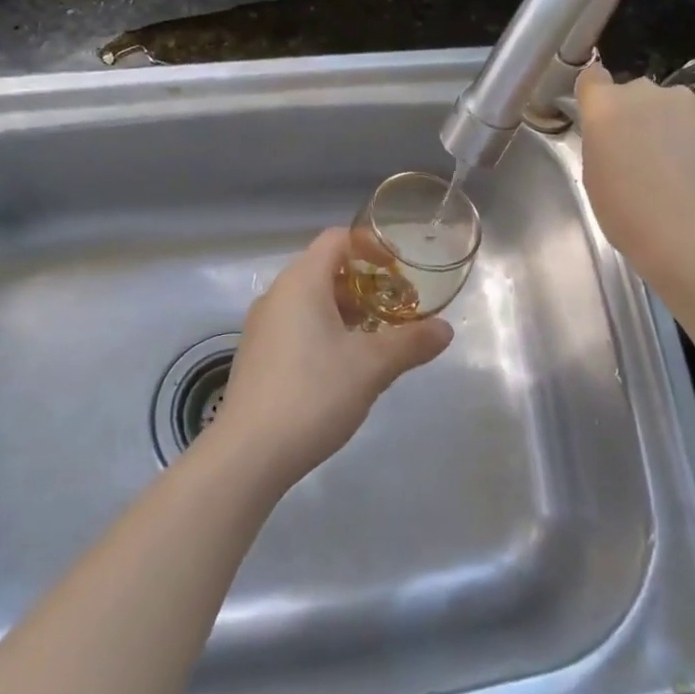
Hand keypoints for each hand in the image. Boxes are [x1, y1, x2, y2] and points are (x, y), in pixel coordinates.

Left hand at [210, 229, 453, 489]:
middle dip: (364, 284)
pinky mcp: (257, 355)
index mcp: (301, 282)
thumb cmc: (313, 394)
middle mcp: (277, 294)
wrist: (249, 453)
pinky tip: (343, 366)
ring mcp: (262, 326)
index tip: (399, 270)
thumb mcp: (371, 367)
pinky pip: (295, 325)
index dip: (370, 246)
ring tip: (376, 339)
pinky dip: (324, 330)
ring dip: (345, 310)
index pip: (336, 239)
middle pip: (324, 269)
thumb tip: (446, 329)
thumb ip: (411, 342)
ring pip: (310, 300)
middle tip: (395, 309)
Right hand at [575, 61, 694, 278]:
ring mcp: (686, 101)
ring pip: (671, 104)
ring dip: (669, 122)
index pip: (592, 77)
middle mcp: (644, 92)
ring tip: (677, 161)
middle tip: (640, 149)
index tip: (601, 115)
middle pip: (634, 92)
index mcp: (605, 106)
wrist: (688, 232)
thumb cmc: (626, 211)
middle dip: (636, 113)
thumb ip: (602, 139)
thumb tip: (618, 132)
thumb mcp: (594, 174)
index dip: (595, 93)